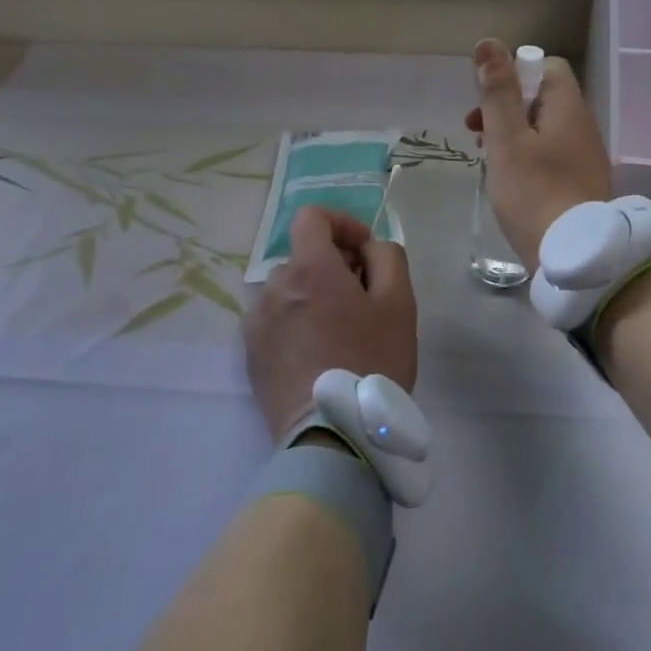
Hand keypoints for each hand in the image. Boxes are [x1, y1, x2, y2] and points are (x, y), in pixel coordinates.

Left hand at [243, 204, 417, 441]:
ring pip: (288, 291)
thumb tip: (369, 247)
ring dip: (313, 296)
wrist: (332, 433)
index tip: (364, 250)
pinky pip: (275, 321)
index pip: (312, 217)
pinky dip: (295, 323)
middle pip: (303, 258)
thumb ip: (388, 257)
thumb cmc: (371, 361)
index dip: (341, 223)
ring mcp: (256, 322)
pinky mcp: (250, 354)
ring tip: (340, 332)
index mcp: (309, 268)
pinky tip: (318, 354)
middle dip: (334, 266)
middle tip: (363, 299)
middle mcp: (273, 287)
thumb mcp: (399, 303)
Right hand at [465, 38, 613, 268]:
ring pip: (544, 129)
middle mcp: (583, 126)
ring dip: (513, 135)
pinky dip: (527, 158)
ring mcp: (585, 157)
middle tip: (476, 134)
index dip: (514, 74)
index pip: (546, 67)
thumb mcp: (507, 140)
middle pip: (543, 99)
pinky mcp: (582, 184)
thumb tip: (488, 43)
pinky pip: (551, 156)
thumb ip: (497, 92)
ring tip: (488, 160)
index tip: (487, 101)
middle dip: (506, 108)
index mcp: (568, 108)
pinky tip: (510, 183)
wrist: (575, 256)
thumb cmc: (534, 193)